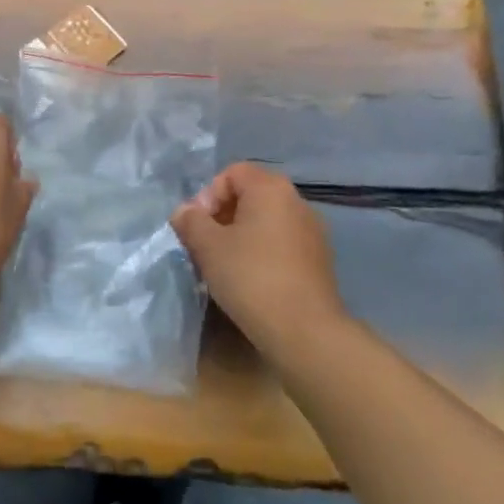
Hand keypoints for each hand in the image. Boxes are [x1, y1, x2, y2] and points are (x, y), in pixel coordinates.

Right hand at [170, 162, 347, 358]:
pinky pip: (281, 243)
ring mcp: (312, 231)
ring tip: (224, 266)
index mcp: (271, 189)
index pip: (233, 172)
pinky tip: (250, 281)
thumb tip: (184, 211)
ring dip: (240, 236)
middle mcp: (297, 202)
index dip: (208, 195)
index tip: (198, 226)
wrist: (304, 330)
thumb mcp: (208, 247)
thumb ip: (191, 221)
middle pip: (250, 195)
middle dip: (222, 216)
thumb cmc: (251, 277)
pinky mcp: (319, 260)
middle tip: (205, 246)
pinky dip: (261, 253)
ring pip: (265, 221)